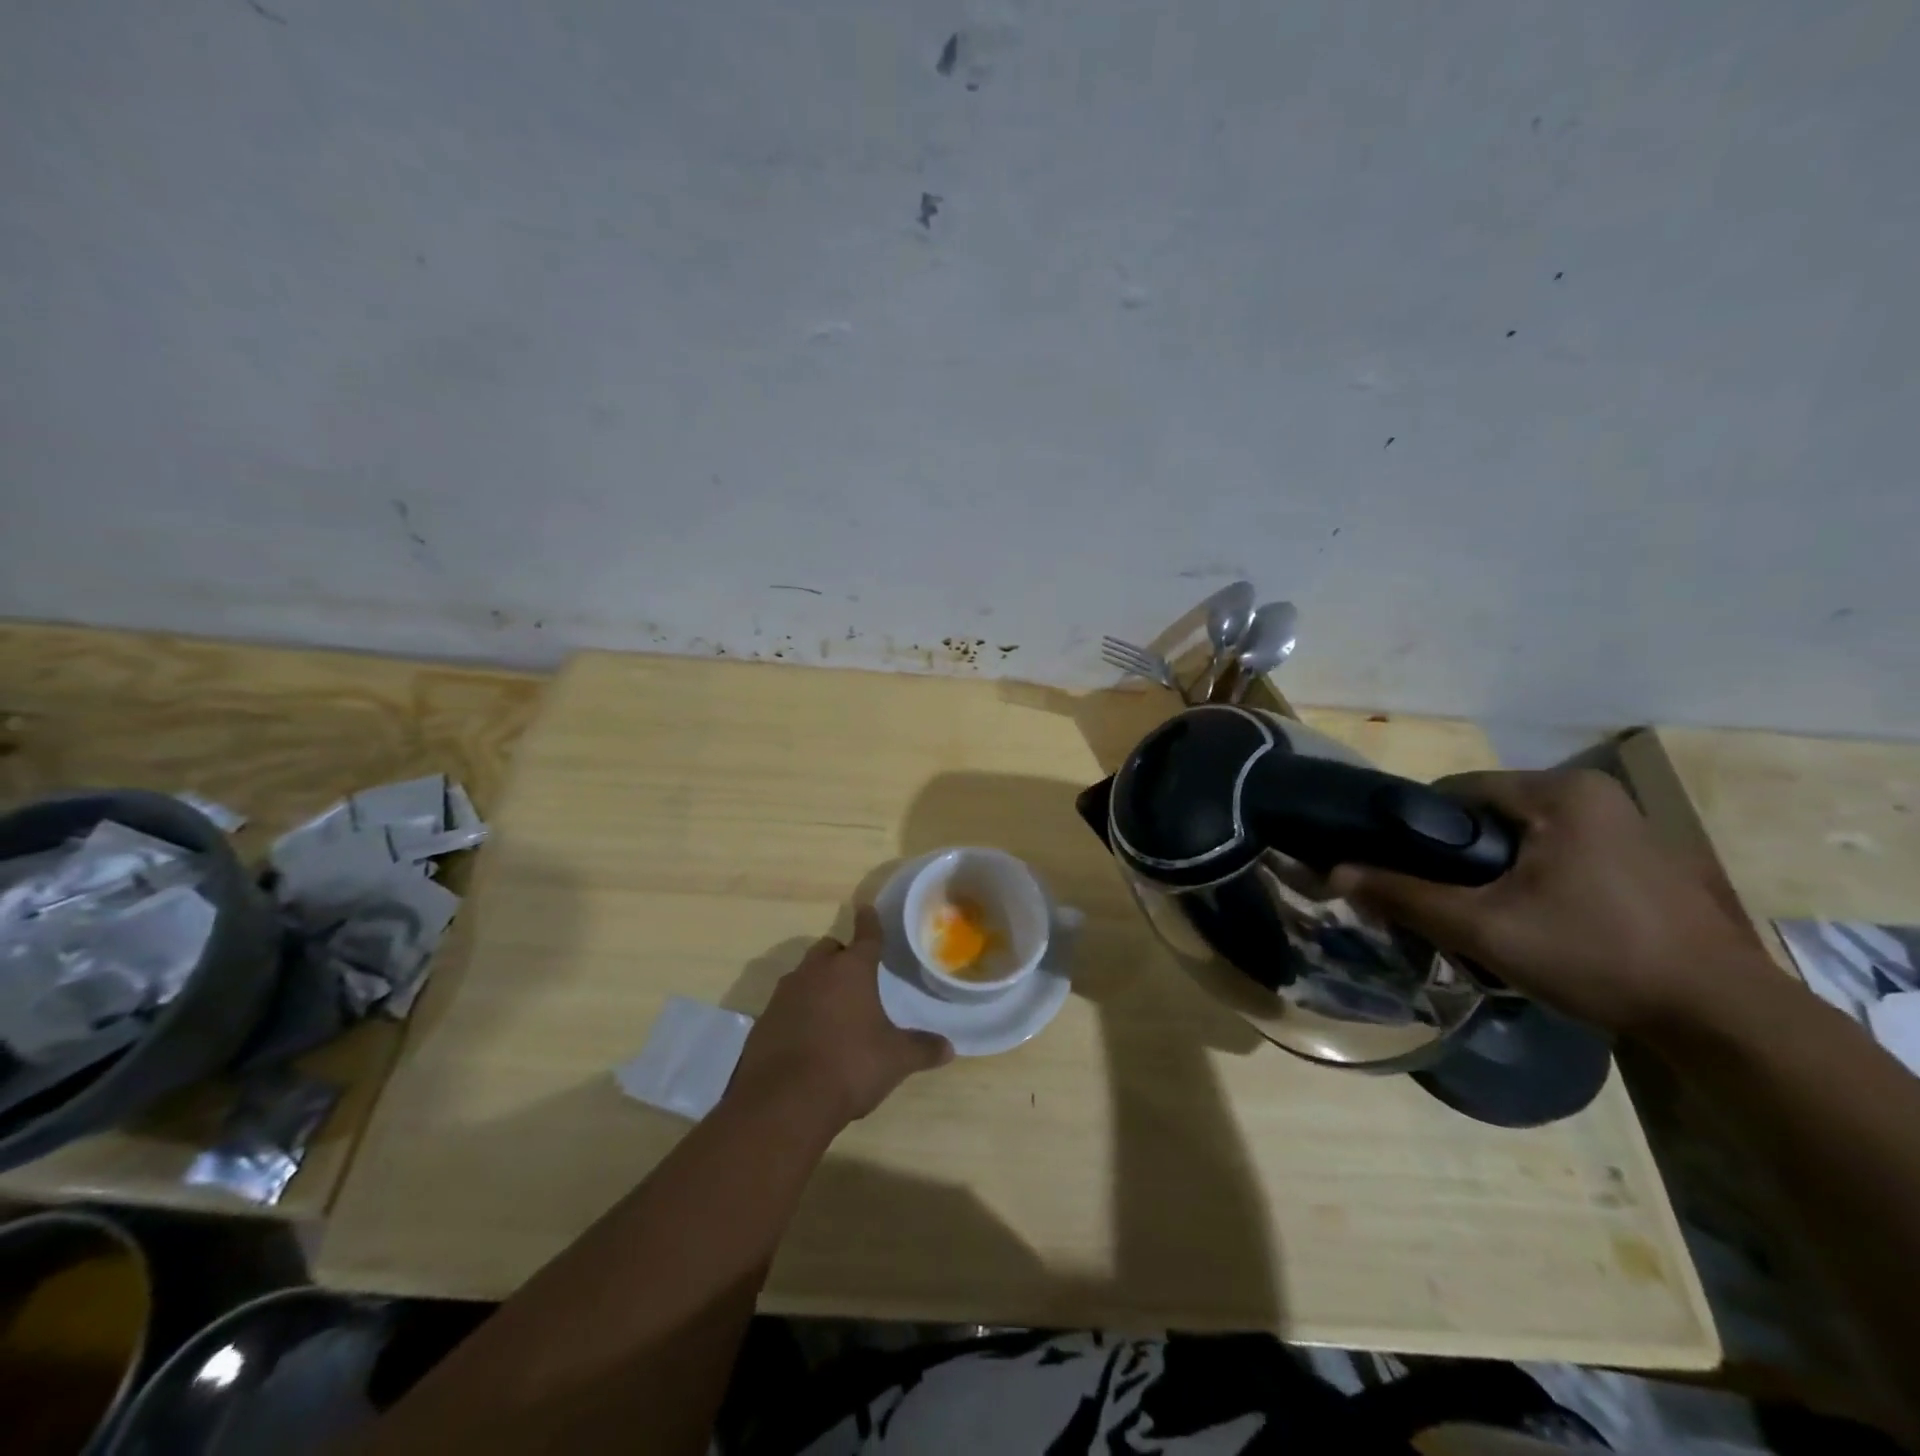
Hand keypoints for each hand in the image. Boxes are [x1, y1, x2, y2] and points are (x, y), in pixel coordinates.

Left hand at [728, 906, 953, 1127]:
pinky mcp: (763, 1021)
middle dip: (841, 955)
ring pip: (803, 975)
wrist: (784, 1101)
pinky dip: (797, 1012)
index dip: (869, 922)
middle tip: (855, 974)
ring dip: (817, 983)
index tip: (866, 908)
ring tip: (832, 1008)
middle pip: (828, 950)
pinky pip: (785, 1005)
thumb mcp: (895, 1060)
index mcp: (851, 971)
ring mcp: (784, 995)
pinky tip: (807, 1036)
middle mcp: (815, 973)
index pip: (866, 936)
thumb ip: (922, 1049)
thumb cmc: (849, 1066)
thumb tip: (949, 1048)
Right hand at [1330, 768, 1774, 1036]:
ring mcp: (1624, 824)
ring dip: (1493, 870)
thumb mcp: (1485, 928)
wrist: (1724, 1018)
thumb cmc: (1597, 956)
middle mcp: (1593, 793)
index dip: (1417, 832)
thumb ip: (1405, 896)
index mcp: (1558, 791)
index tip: (1402, 873)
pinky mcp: (1641, 856)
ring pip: (1521, 835)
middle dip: (1458, 856)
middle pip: (1487, 814)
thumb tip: (1334, 872)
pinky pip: (1557, 851)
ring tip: (1483, 915)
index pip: (1454, 792)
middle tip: (1442, 902)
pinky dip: (1531, 877)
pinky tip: (1533, 920)